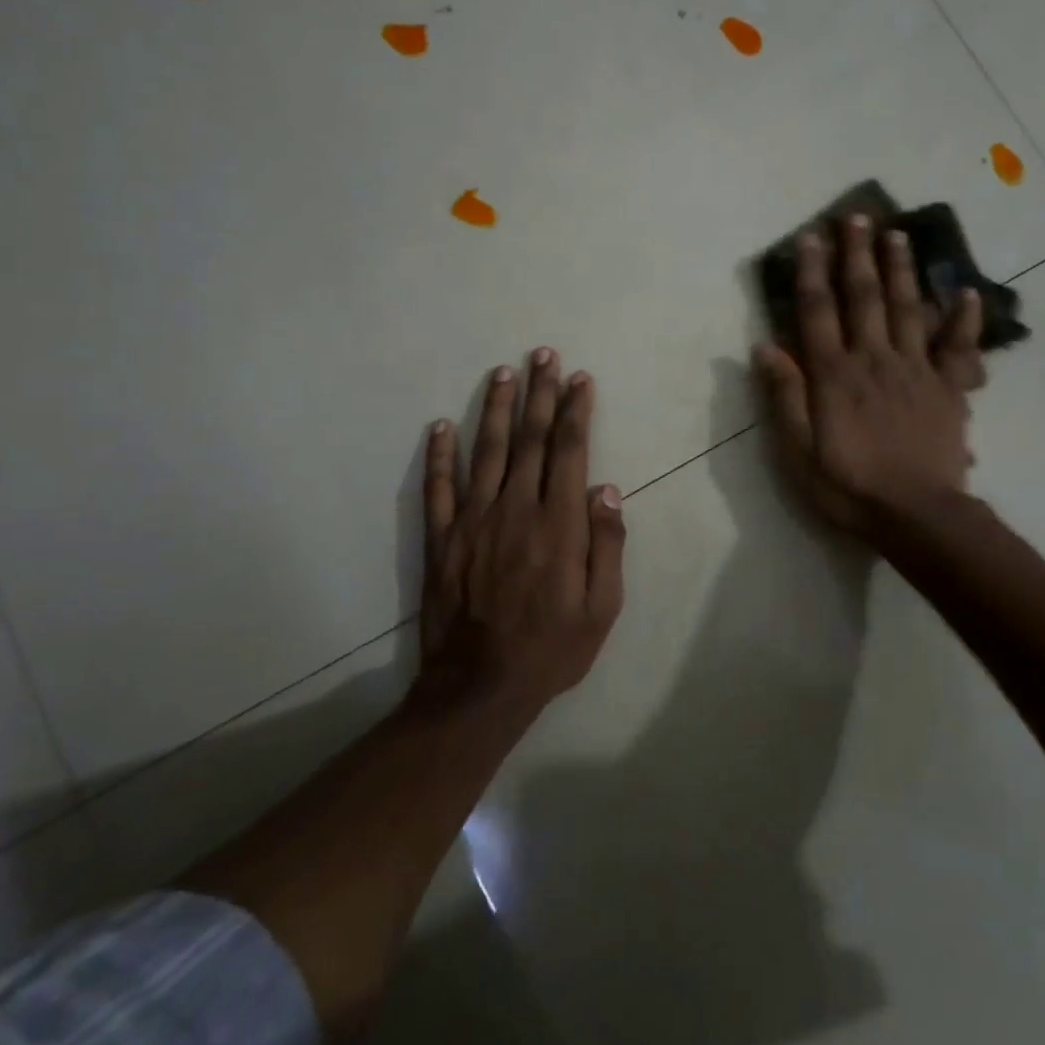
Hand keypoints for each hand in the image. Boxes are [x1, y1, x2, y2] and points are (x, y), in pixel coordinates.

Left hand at [419, 348, 625, 713]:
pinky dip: (439, 455)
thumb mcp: (602, 608)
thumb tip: (606, 488)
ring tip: (503, 373)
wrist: (479, 688)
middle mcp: (515, 510)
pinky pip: (437, 487)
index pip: (569, 452)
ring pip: (487, 451)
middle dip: (539, 394)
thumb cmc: (550, 649)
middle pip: (530, 439)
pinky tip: (440, 426)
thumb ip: (607, 544)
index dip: (575, 411)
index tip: (579, 379)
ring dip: (496, 409)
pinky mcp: (441, 539)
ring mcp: (472, 521)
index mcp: (558, 525)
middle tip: (542, 355)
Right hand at [752, 215, 983, 535]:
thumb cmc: (848, 486)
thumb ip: (784, 395)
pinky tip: (966, 292)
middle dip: (858, 254)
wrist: (916, 515)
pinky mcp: (947, 388)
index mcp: (834, 374)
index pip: (818, 311)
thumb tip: (764, 347)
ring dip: (901, 269)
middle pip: (865, 297)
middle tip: (857, 216)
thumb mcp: (798, 450)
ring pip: (908, 309)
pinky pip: (958, 347)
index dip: (813, 271)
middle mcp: (874, 359)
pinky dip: (964, 319)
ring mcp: (915, 370)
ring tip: (897, 235)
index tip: (811, 236)